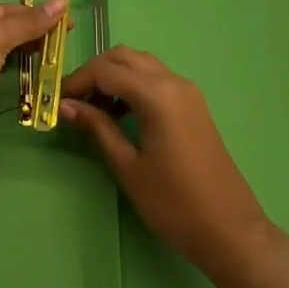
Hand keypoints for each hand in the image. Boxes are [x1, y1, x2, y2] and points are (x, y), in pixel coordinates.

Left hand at [0, 0, 65, 166]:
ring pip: (1, 53)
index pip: (6, 10)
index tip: (69, 24)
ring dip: (25, 55)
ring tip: (55, 60)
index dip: (37, 15)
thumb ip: (28, 23)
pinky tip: (33, 77)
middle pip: (4, 30)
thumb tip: (62, 2)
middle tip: (64, 44)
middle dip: (33, 35)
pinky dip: (14, 74)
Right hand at [60, 47, 275, 279]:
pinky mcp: (193, 104)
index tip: (57, 101)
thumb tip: (66, 105)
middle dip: (95, 73)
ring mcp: (187, 91)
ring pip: (141, 64)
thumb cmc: (174, 203)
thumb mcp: (128, 167)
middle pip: (124, 56)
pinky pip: (156, 78)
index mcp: (157, 93)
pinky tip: (121, 115)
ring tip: (94, 110)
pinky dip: (133, 85)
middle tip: (74, 102)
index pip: (106, 70)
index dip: (77, 81)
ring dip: (114, 76)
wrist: (231, 231)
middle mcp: (173, 81)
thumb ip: (97, 128)